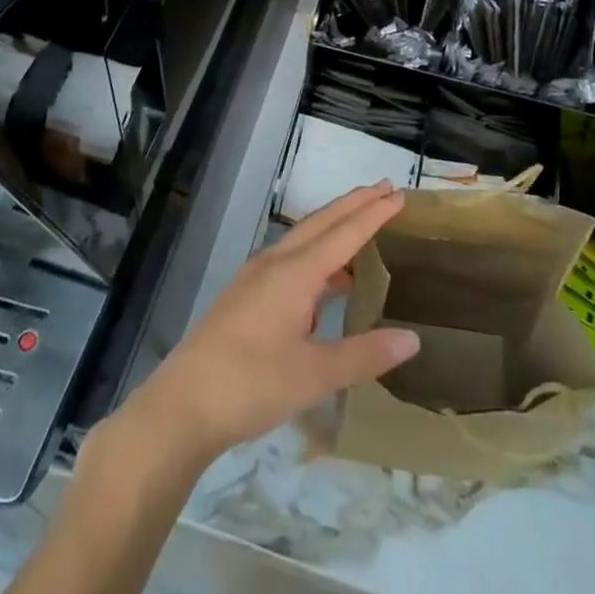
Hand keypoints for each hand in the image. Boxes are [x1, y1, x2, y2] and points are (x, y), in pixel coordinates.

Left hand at [111, 183, 418, 466]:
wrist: (182, 404)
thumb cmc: (250, 384)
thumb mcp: (313, 376)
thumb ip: (363, 355)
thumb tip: (411, 339)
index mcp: (295, 272)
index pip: (343, 233)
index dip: (373, 214)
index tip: (398, 193)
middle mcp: (275, 262)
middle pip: (321, 222)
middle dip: (353, 204)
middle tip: (384, 189)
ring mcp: (256, 276)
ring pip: (303, 238)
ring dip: (334, 227)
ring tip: (364, 229)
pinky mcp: (246, 294)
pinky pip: (291, 258)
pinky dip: (317, 255)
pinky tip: (328, 281)